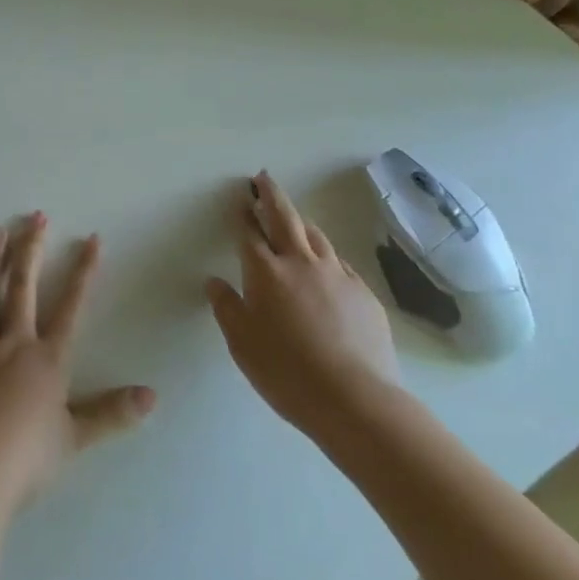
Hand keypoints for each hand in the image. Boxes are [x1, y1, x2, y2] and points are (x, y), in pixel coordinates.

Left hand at [0, 213, 155, 515]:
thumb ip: (114, 412)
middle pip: (23, 288)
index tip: (92, 239)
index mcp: (47, 358)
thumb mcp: (79, 435)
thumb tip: (152, 395)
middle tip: (35, 217)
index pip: (72, 306)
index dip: (84, 272)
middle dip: (31, 250)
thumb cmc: (32, 457)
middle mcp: (14, 345)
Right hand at [206, 171, 399, 447]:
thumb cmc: (286, 372)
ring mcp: (337, 275)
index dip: (242, 215)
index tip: (240, 200)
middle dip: (271, 195)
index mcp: (266, 271)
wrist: (355, 400)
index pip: (249, 233)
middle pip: (285, 218)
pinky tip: (325, 264)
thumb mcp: (242, 343)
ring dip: (300, 221)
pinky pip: (339, 263)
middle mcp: (301, 263)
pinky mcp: (364, 294)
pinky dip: (325, 254)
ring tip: (293, 217)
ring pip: (316, 236)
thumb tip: (214, 282)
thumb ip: (226, 307)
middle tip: (263, 179)